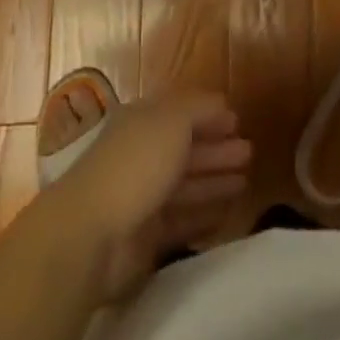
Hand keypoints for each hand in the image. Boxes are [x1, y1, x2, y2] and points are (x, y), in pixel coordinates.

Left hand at [44, 90, 251, 303]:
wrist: (90, 233)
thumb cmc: (135, 164)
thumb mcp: (172, 120)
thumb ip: (199, 108)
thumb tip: (221, 102)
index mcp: (144, 121)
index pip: (181, 112)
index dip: (209, 114)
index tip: (238, 121)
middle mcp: (143, 154)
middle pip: (186, 148)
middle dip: (217, 149)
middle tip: (249, 152)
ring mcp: (143, 197)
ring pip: (186, 184)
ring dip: (215, 181)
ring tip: (246, 181)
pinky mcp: (145, 237)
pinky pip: (182, 221)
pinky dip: (204, 215)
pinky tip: (227, 213)